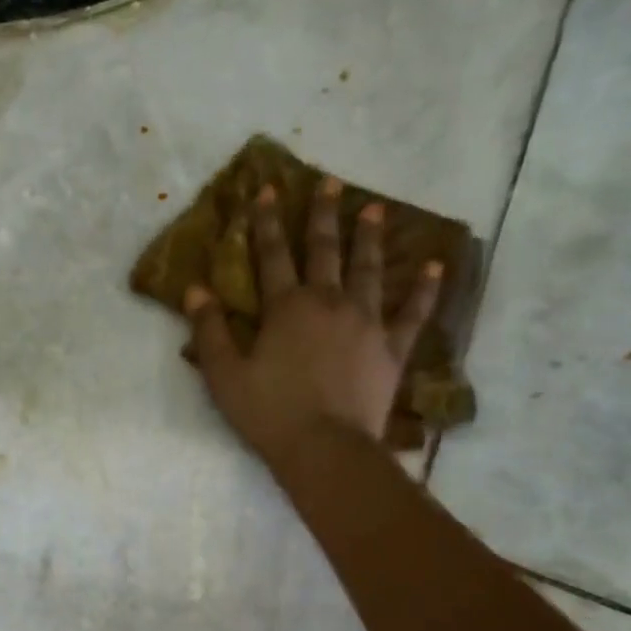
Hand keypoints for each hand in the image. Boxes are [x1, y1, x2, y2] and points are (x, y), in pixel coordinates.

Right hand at [184, 177, 440, 470]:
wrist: (325, 447)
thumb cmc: (269, 413)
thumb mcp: (224, 375)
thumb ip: (208, 330)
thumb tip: (194, 289)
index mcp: (286, 307)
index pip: (273, 254)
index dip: (267, 222)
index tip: (268, 190)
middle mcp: (329, 302)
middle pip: (325, 250)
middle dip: (323, 215)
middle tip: (330, 182)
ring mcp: (366, 322)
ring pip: (369, 270)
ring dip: (369, 238)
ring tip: (374, 210)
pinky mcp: (392, 348)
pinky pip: (413, 313)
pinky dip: (425, 289)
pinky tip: (435, 267)